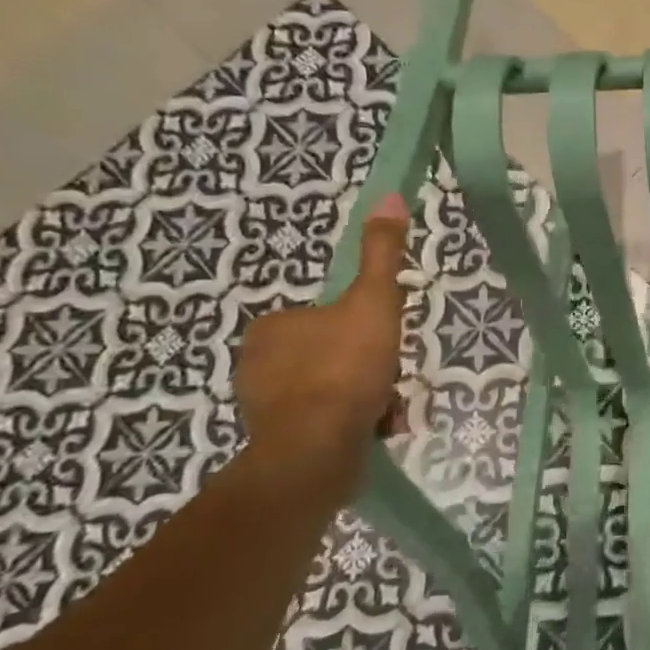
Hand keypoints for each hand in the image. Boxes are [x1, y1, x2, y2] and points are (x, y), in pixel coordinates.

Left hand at [234, 193, 411, 500]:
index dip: (367, 328)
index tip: (386, 344)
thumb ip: (383, 254)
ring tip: (386, 409)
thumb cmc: (344, 369)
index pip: (332, 316)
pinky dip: (351, 422)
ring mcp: (264, 404)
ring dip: (365, 395)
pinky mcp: (275, 440)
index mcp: (274, 325)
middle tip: (389, 378)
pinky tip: (372, 429)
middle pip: (334, 351)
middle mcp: (258, 361)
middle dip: (368, 365)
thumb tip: (391, 197)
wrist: (314, 452)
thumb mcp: (374, 302)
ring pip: (332, 387)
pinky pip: (325, 420)